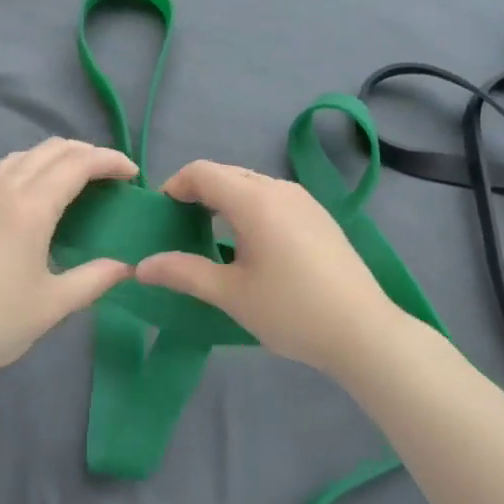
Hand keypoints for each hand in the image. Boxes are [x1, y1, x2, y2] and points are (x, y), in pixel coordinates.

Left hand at [0, 138, 137, 379]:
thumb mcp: (53, 305)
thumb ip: (95, 279)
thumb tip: (127, 266)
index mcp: (30, 207)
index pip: (78, 163)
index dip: (110, 161)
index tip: (133, 175)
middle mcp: (4, 189)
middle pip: (52, 149)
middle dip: (88, 153)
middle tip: (112, 176)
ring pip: (25, 155)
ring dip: (58, 157)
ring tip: (78, 181)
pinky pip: (5, 170)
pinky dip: (32, 168)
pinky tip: (37, 199)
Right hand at [133, 160, 403, 373]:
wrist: (363, 331)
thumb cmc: (291, 310)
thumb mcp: (230, 294)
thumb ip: (183, 273)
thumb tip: (140, 266)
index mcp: (254, 200)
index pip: (202, 172)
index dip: (175, 186)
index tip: (161, 215)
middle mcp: (279, 188)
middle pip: (227, 174)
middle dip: (198, 193)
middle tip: (180, 228)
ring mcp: (304, 200)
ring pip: (252, 185)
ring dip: (225, 200)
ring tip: (211, 237)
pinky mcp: (320, 216)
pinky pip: (274, 198)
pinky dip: (251, 208)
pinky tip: (251, 245)